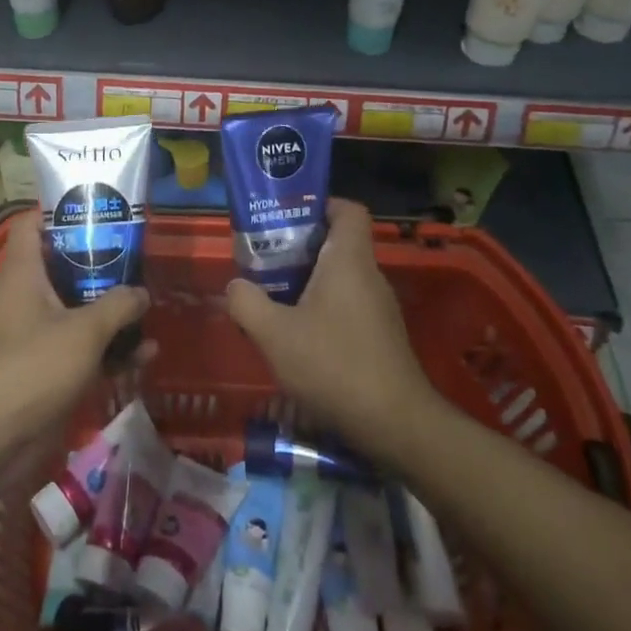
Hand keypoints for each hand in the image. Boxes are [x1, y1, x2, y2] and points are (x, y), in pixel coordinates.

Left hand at [0, 211, 149, 475]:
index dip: (58, 210)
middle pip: (64, 266)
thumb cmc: (32, 366)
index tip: (95, 208)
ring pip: (80, 310)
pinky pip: (86, 351)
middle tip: (137, 255)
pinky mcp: (50, 371)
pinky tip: (146, 354)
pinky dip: (112, 351)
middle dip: (100, 263)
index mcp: (25, 274)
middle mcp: (30, 298)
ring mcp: (39, 336)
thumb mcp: (84, 330)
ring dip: (113, 311)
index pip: (31, 225)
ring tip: (150, 305)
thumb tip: (141, 292)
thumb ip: (117, 305)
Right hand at [225, 198, 440, 456]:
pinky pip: (347, 306)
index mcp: (349, 260)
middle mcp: (369, 276)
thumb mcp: (274, 334)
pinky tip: (297, 337)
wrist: (396, 426)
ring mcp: (379, 308)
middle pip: (338, 243)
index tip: (287, 218)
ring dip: (307, 282)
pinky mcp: (381, 337)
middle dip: (300, 248)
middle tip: (265, 260)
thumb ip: (247, 302)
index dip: (320, 205)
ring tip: (272, 298)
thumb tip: (235, 285)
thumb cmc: (334, 365)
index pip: (348, 209)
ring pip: (340, 278)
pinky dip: (322, 310)